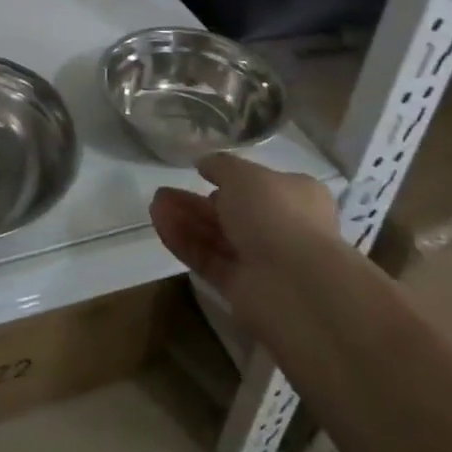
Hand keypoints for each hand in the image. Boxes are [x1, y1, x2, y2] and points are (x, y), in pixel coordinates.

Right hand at [150, 153, 338, 314]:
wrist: (295, 284)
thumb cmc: (276, 214)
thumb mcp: (244, 174)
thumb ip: (221, 166)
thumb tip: (205, 164)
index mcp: (296, 197)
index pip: (260, 185)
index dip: (230, 178)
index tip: (200, 172)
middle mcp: (281, 228)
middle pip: (232, 212)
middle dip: (196, 201)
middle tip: (164, 191)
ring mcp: (261, 260)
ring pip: (216, 236)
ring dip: (185, 219)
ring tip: (154, 204)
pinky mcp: (240, 287)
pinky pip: (207, 259)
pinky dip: (184, 241)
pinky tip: (160, 223)